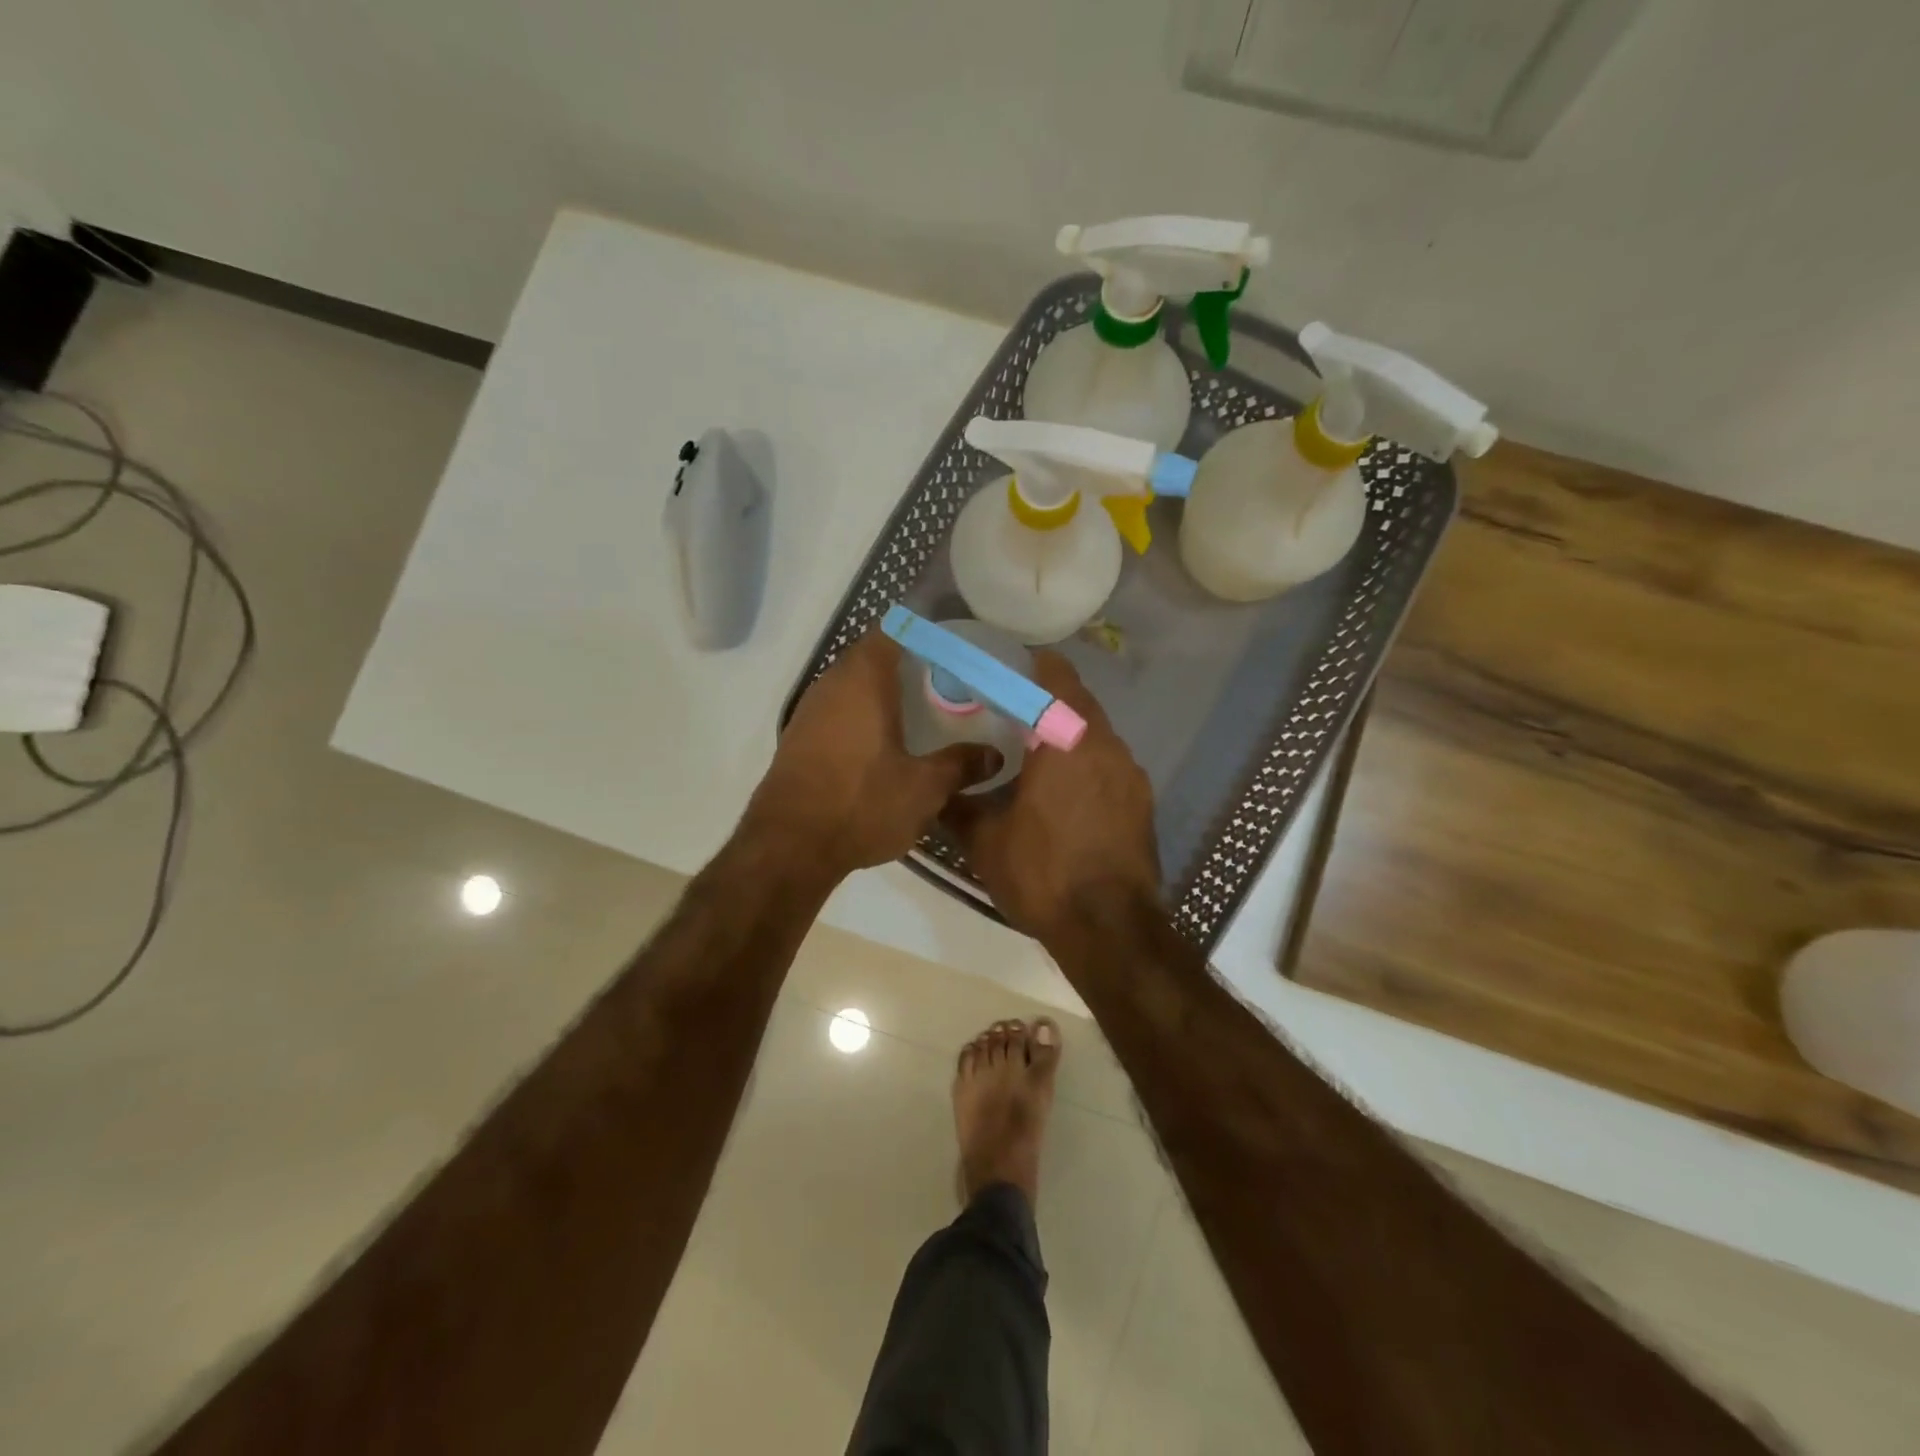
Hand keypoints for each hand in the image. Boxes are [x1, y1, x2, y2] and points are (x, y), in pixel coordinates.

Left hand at [744, 629, 993, 882]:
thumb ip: (961, 765)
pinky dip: (866, 714)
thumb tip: (994, 755)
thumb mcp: (924, 788)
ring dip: (885, 690)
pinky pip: (840, 710)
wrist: (789, 847)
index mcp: (864, 679)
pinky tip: (888, 740)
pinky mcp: (800, 738)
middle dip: (910, 662)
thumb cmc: (861, 804)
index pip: (895, 629)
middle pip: (874, 655)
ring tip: (924, 707)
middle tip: (949, 677)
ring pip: (855, 684)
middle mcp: (832, 683)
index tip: (955, 642)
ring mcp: (811, 710)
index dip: (925, 629)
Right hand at [948, 652, 1160, 942]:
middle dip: (1049, 702)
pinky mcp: (1143, 804)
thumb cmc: (1043, 874)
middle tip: (1014, 715)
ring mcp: (1131, 775)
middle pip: (1080, 704)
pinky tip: (1066, 797)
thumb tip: (937, 792)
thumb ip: (958, 806)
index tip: (1013, 668)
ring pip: (1098, 737)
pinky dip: (1089, 767)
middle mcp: (1106, 746)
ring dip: (1070, 737)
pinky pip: (1111, 767)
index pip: (1057, 677)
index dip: (1036, 665)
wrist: (1110, 929)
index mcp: (1066, 740)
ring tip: (1037, 757)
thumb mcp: (985, 842)